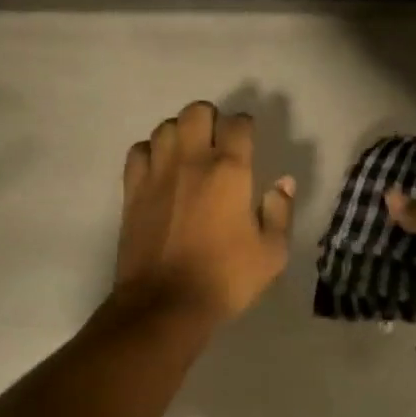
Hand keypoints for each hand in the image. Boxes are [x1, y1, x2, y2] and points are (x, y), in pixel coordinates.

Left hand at [116, 101, 296, 323]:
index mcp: (230, 172)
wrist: (165, 304)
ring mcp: (157, 173)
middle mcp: (191, 161)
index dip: (245, 126)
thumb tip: (283, 183)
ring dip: (180, 133)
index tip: (248, 140)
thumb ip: (280, 212)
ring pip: (165, 127)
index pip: (238, 125)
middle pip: (197, 112)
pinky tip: (159, 170)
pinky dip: (150, 152)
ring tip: (188, 154)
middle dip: (211, 119)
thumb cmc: (225, 279)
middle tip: (218, 143)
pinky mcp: (132, 190)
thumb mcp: (272, 253)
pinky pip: (138, 151)